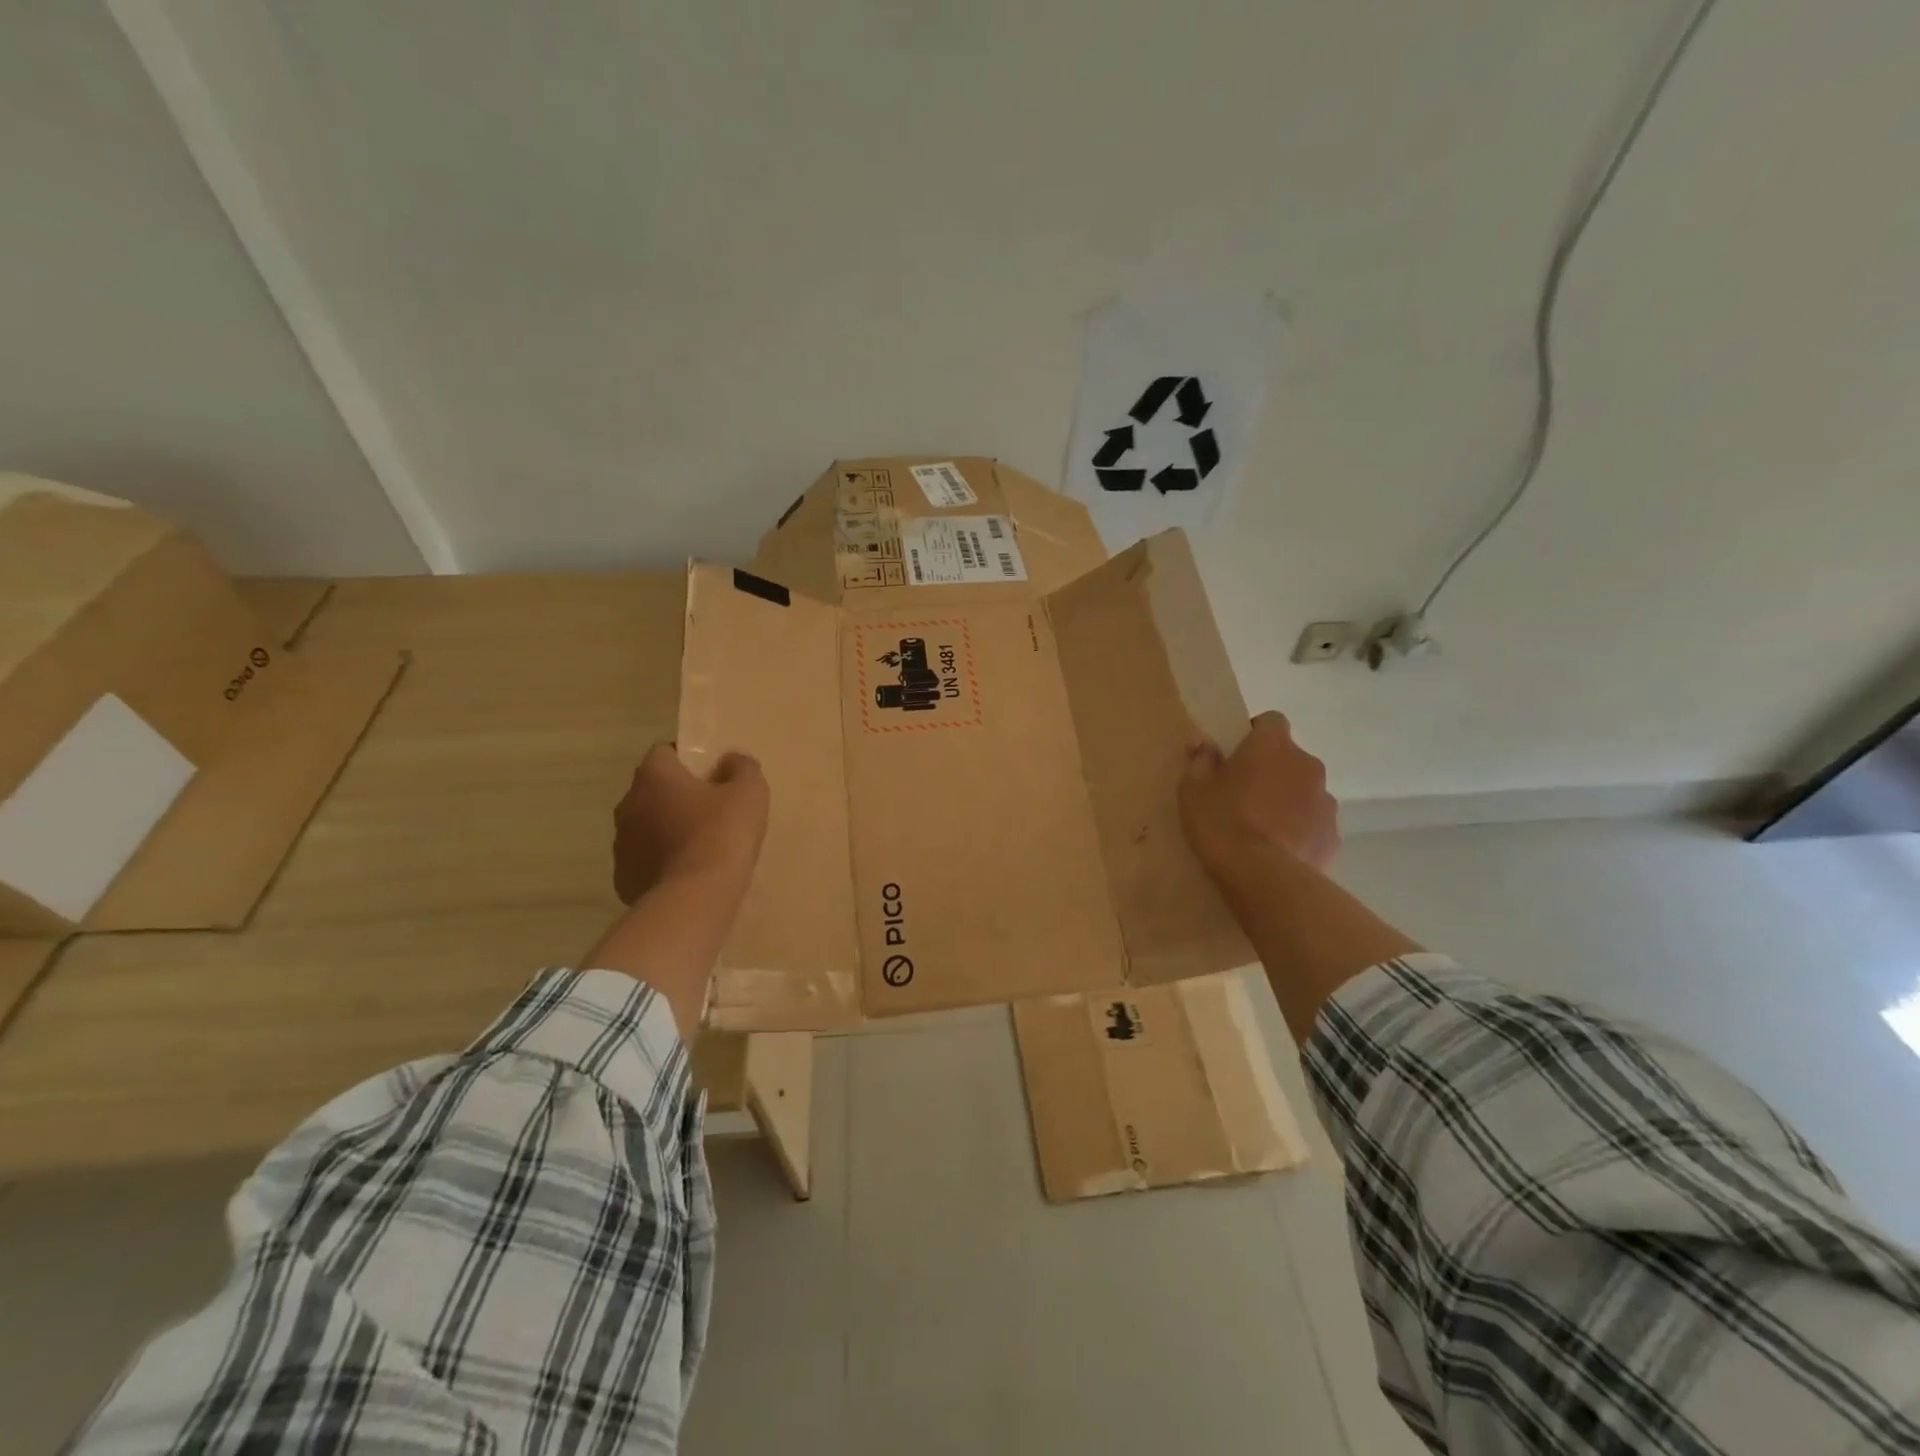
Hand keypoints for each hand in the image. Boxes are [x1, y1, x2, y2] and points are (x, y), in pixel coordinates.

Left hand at [612, 743, 768, 904]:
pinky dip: (661, 861)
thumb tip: (732, 758)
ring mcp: (621, 843)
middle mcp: (628, 804)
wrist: (695, 897)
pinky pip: (645, 860)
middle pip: (653, 790)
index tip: (711, 774)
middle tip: (710, 809)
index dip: (688, 759)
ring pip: (646, 826)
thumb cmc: (722, 833)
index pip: (664, 752)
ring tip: (699, 845)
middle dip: (677, 796)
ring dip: (666, 829)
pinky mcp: (623, 878)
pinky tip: (687, 873)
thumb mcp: (749, 793)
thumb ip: (743, 768)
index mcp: (654, 776)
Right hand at [1179, 711, 1338, 878]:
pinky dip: (1300, 830)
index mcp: (1272, 746)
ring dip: (1288, 800)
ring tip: (1263, 828)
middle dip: (1272, 770)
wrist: (1263, 877)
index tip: (1237, 754)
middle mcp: (1306, 764)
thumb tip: (1201, 739)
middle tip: (1244, 795)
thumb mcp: (1193, 790)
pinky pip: (1314, 823)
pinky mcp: (1333, 834)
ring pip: (1304, 791)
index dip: (1255, 733)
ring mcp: (1325, 800)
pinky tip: (1278, 851)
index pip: (1271, 720)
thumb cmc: (1222, 822)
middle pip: (1290, 758)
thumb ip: (1200, 760)